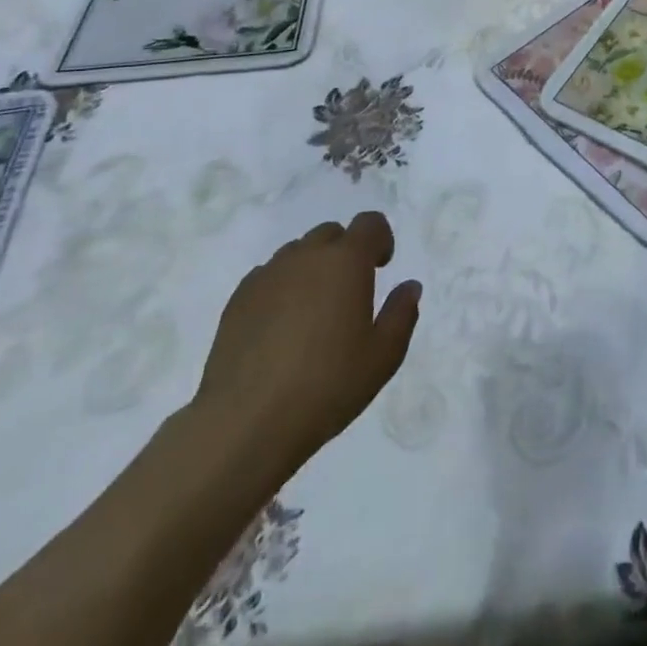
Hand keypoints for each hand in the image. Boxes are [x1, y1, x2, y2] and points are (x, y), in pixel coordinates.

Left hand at [187, 212, 420, 487]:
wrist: (246, 422)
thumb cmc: (327, 385)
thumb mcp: (383, 356)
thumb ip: (402, 313)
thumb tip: (409, 286)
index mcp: (346, 261)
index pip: (369, 223)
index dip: (380, 238)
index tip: (381, 267)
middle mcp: (306, 256)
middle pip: (331, 234)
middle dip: (344, 252)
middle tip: (349, 292)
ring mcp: (267, 275)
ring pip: (297, 253)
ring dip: (311, 269)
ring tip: (312, 313)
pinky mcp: (237, 299)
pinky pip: (267, 276)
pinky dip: (281, 288)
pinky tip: (280, 328)